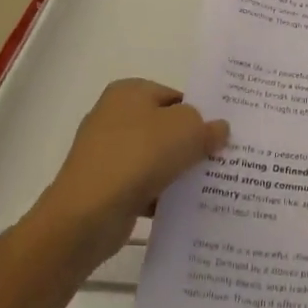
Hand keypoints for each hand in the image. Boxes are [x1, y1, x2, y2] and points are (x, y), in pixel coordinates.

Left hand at [32, 78, 228, 274]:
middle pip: (165, 128)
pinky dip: (160, 194)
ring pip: (155, 158)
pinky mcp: (103, 187)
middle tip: (221, 159)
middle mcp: (113, 116)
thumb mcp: (186, 130)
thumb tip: (219, 130)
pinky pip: (142, 185)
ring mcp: (105, 153)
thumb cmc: (138, 156)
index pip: (175, 97)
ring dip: (177, 172)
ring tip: (209, 186)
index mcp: (129, 92)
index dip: (200, 114)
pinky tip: (184, 207)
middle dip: (190, 144)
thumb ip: (207, 127)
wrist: (86, 215)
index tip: (221, 135)